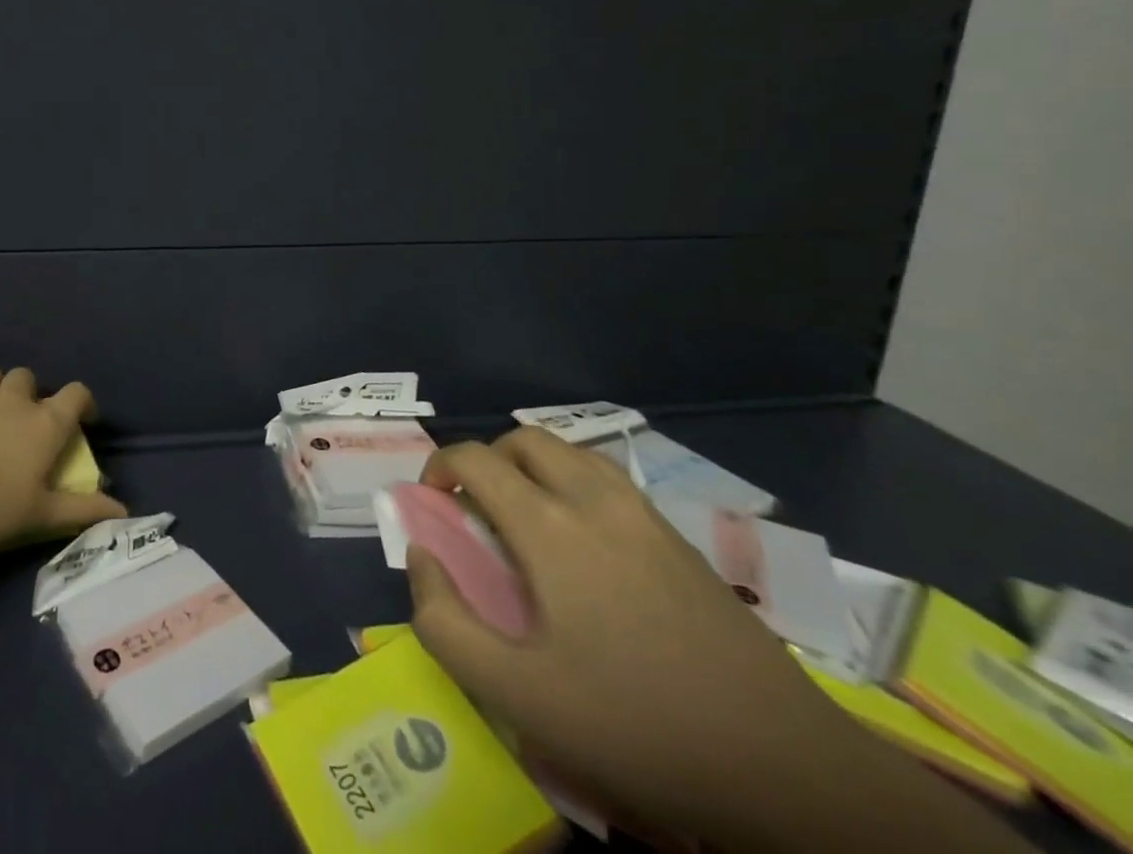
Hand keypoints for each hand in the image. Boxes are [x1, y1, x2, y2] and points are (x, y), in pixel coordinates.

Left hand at [0, 366, 127, 550]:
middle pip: (29, 378)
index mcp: (44, 423)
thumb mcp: (37, 514)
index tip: (83, 421)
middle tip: (25, 422)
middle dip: (31, 394)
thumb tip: (124, 512)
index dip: (84, 403)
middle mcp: (14, 399)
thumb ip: (81, 510)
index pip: (77, 394)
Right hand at [407, 428, 872, 843]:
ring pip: (572, 453)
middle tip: (477, 512)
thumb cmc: (636, 726)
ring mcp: (645, 515)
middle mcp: (594, 499)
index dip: (439, 468)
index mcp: (550, 525)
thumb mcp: (519, 694)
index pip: (475, 458)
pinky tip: (585, 546)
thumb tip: (421, 557)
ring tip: (526, 520)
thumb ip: (445, 622)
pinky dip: (574, 485)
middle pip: (524, 440)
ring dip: (533, 467)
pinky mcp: (680, 540)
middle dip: (486, 460)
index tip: (432, 504)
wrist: (786, 768)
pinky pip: (609, 481)